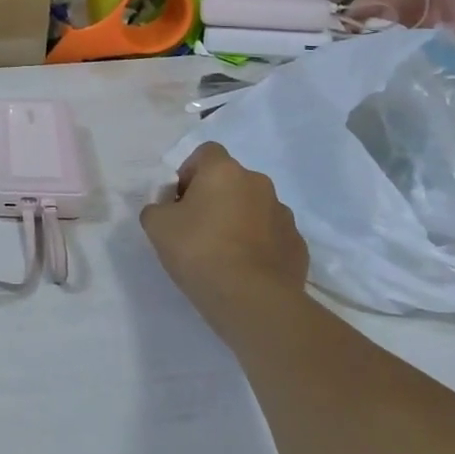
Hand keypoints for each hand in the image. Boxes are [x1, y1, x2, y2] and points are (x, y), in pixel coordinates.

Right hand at [140, 142, 307, 331]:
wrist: (253, 300)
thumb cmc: (200, 251)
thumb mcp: (157, 225)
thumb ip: (157, 207)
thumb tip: (168, 209)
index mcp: (224, 170)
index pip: (205, 153)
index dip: (189, 173)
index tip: (180, 202)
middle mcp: (258, 183)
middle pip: (231, 181)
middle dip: (215, 198)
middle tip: (197, 229)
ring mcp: (283, 214)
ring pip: (254, 208)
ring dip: (239, 220)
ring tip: (224, 254)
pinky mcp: (298, 245)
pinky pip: (272, 236)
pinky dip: (259, 246)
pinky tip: (245, 270)